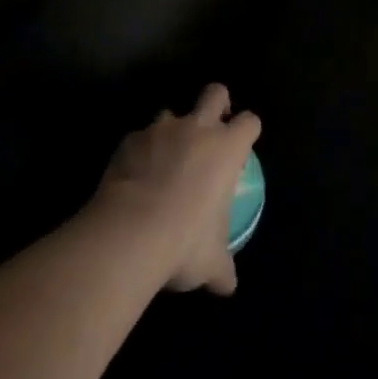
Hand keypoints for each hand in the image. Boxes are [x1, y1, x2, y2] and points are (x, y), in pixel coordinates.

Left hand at [93, 84, 260, 295]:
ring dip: (172, 131)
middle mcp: (197, 128)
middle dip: (217, 103)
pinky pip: (139, 139)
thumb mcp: (211, 262)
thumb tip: (228, 285)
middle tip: (212, 127)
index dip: (247, 131)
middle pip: (215, 93)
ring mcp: (161, 130)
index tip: (243, 146)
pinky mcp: (129, 141)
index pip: (249, 122)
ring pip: (171, 113)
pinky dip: (139, 153)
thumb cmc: (183, 241)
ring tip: (164, 160)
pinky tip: (132, 179)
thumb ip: (223, 267)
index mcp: (227, 148)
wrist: (128, 232)